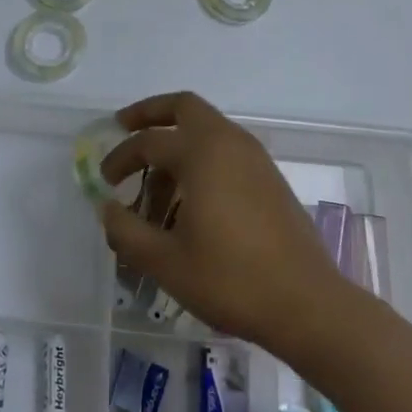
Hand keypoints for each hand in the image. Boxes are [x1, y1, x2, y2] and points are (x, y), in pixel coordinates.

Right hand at [99, 91, 347, 358]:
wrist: (307, 305)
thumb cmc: (231, 279)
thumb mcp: (165, 262)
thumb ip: (127, 231)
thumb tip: (107, 209)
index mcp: (202, 153)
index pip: (148, 142)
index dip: (119, 158)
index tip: (104, 180)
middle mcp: (229, 143)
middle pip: (184, 107)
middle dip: (151, 112)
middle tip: (124, 126)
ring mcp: (255, 159)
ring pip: (207, 130)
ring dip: (177, 143)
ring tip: (155, 186)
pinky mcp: (270, 179)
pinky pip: (226, 151)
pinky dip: (201, 159)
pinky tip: (190, 200)